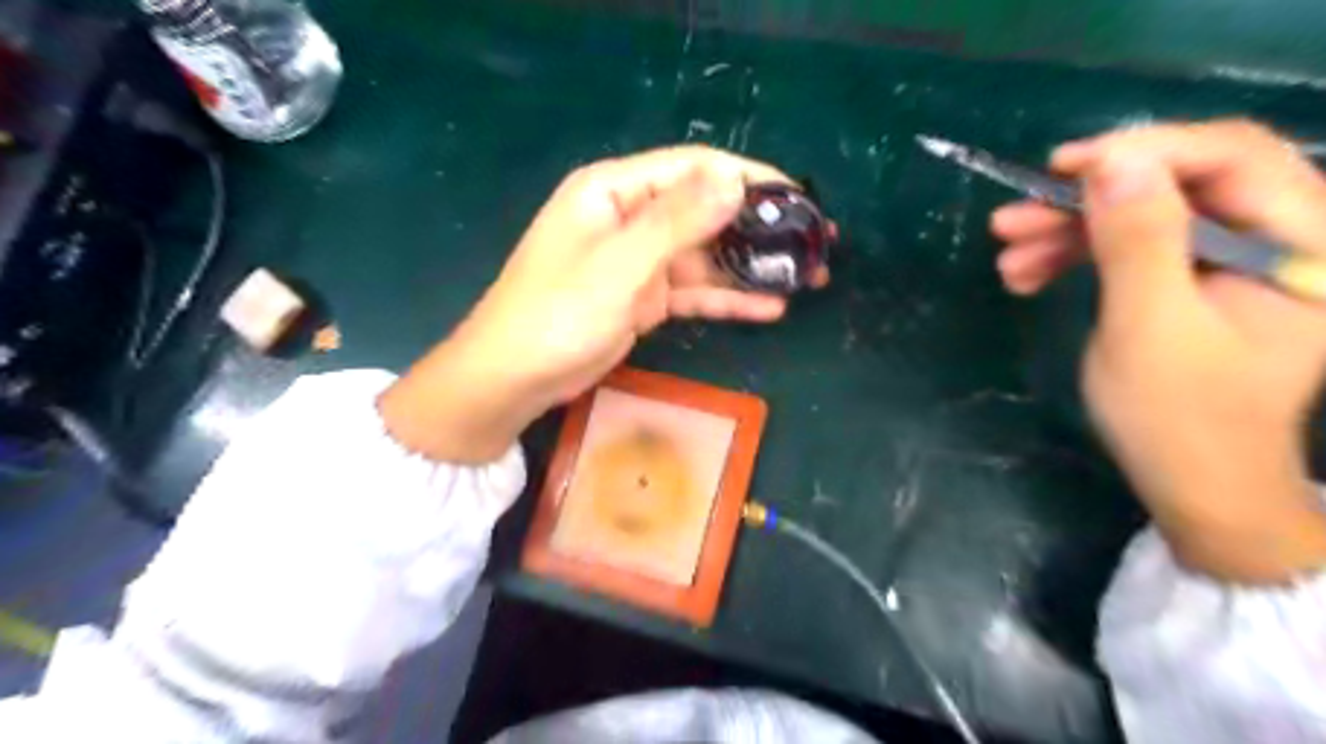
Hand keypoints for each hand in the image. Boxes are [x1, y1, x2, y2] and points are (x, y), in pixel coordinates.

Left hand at [378, 146, 824, 464]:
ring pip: (706, 255)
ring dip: (753, 267)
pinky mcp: (644, 299)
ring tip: (807, 278)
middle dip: (760, 227)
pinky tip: (770, 308)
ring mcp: (639, 261)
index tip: (800, 198)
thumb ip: (677, 222)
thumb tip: (734, 179)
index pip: (694, 169)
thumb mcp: (619, 265)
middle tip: (815, 244)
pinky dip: (729, 299)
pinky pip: (694, 292)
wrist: (513, 379)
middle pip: (706, 212)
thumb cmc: (556, 314)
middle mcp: (630, 218)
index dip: (750, 178)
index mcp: (615, 191)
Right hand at [990, 123, 1325, 584]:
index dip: (1143, 150)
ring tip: (1007, 258)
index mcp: (1306, 243)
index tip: (1062, 167)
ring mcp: (1235, 259)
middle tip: (1012, 219)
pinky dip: (1078, 257)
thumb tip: (1113, 161)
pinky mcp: (1196, 280)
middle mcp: (1282, 237)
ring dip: (1069, 233)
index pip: (1231, 158)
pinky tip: (1029, 277)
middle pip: (1179, 183)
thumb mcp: (1150, 326)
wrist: (1193, 484)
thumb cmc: (1180, 417)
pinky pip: (1134, 247)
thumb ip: (1139, 240)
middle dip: (1087, 200)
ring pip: (1145, 216)